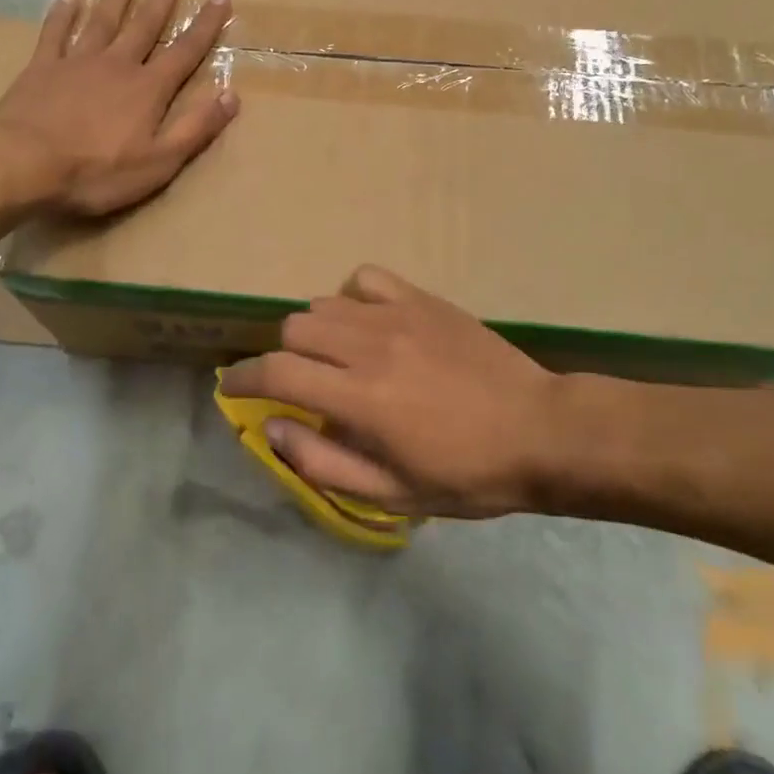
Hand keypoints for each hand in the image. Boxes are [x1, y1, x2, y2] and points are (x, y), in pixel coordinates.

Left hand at [0, 0, 237, 216]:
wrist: (25, 164)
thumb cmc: (97, 171)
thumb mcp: (160, 162)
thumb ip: (195, 128)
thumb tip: (231, 95)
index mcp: (148, 89)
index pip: (185, 51)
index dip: (205, 26)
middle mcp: (117, 65)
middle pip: (144, 25)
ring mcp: (77, 62)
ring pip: (102, 21)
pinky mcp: (42, 68)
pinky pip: (55, 33)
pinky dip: (62, 14)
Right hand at [221, 266, 575, 517]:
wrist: (541, 431)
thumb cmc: (467, 474)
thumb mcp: (393, 494)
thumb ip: (323, 463)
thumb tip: (273, 428)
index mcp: (360, 399)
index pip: (277, 372)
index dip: (244, 377)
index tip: (233, 387)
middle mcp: (370, 347)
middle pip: (294, 329)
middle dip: (283, 358)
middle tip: (301, 384)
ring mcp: (398, 316)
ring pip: (324, 303)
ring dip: (316, 332)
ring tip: (336, 357)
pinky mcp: (423, 300)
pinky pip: (366, 279)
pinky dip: (352, 298)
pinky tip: (367, 322)